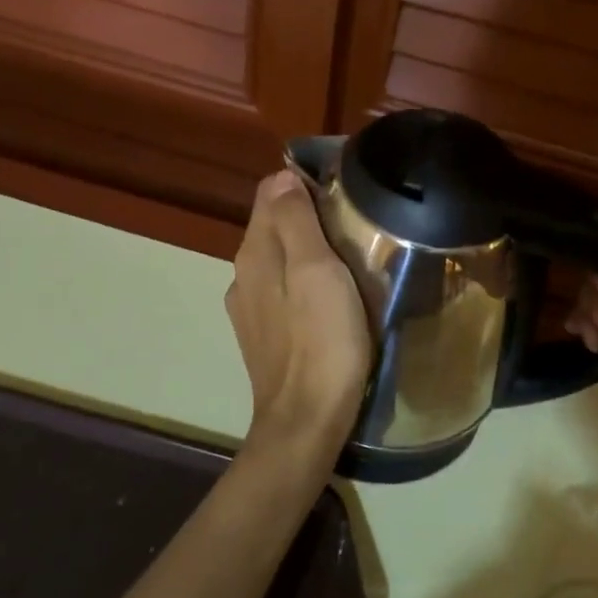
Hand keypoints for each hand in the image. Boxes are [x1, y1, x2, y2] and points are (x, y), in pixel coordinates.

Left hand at [226, 171, 372, 472]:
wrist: (306, 421)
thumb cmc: (321, 341)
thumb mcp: (316, 271)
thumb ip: (295, 221)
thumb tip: (281, 176)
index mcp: (254, 253)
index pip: (270, 193)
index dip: (303, 184)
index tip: (342, 191)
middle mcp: (243, 275)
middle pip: (273, 226)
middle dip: (307, 215)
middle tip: (354, 222)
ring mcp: (249, 309)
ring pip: (279, 259)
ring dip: (307, 250)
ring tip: (349, 257)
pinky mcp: (263, 336)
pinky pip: (282, 290)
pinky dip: (303, 281)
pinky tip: (330, 298)